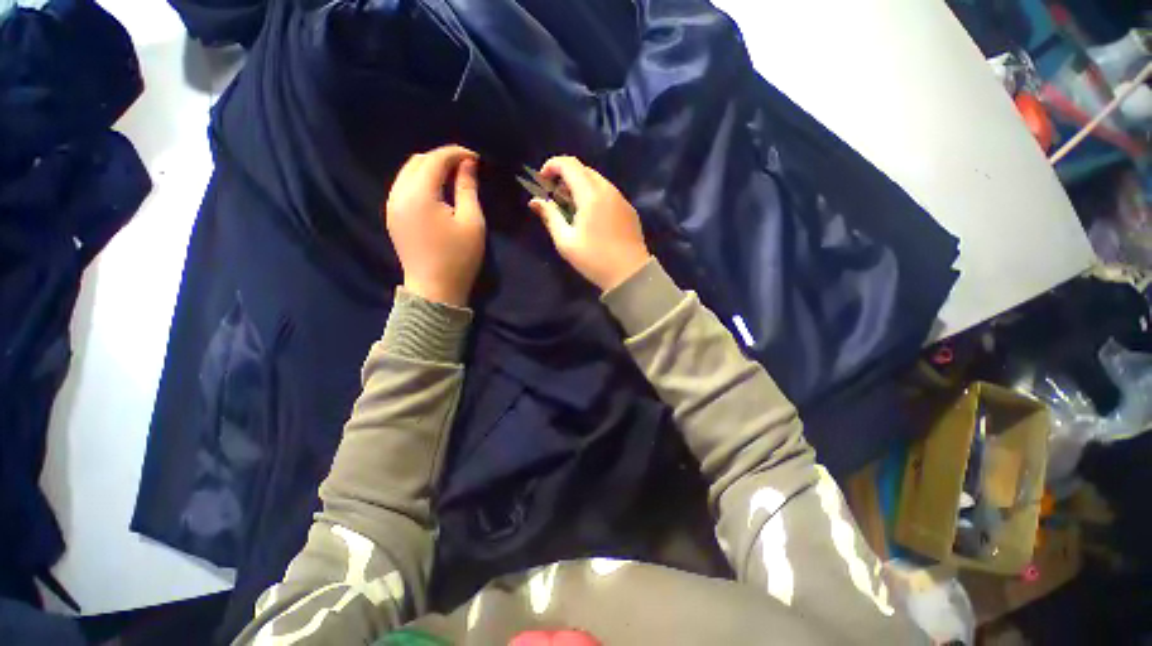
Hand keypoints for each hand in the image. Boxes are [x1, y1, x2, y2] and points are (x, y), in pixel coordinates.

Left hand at [385, 145, 484, 306]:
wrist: (434, 289)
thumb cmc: (459, 258)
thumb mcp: (472, 222)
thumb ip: (468, 189)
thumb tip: (468, 165)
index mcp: (419, 194)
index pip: (435, 159)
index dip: (456, 153)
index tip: (476, 157)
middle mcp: (399, 194)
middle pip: (418, 161)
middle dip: (442, 158)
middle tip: (466, 167)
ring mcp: (392, 205)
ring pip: (408, 172)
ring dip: (430, 168)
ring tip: (453, 177)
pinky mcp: (393, 216)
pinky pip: (404, 187)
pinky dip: (420, 181)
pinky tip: (437, 191)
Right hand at [528, 156, 650, 291]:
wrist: (630, 274)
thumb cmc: (594, 259)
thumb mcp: (566, 241)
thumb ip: (550, 216)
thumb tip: (535, 201)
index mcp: (590, 195)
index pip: (569, 164)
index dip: (552, 165)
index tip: (542, 181)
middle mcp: (608, 190)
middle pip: (583, 169)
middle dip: (565, 177)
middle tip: (555, 198)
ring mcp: (621, 199)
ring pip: (597, 180)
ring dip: (580, 186)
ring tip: (571, 209)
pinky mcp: (629, 209)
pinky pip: (608, 193)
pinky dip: (594, 195)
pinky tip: (591, 216)